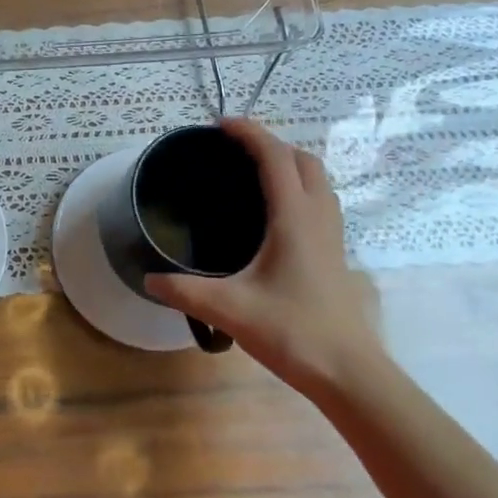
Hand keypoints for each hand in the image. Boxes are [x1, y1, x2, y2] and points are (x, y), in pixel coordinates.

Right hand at [146, 119, 383, 399]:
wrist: (348, 372)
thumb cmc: (292, 332)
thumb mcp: (230, 309)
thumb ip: (185, 291)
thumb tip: (148, 279)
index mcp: (294, 217)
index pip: (274, 157)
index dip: (249, 133)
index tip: (220, 125)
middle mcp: (317, 215)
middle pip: (302, 159)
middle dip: (270, 143)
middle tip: (234, 150)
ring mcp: (332, 234)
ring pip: (317, 179)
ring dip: (289, 163)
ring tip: (254, 173)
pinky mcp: (335, 252)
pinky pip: (319, 200)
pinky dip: (298, 187)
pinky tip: (275, 213)